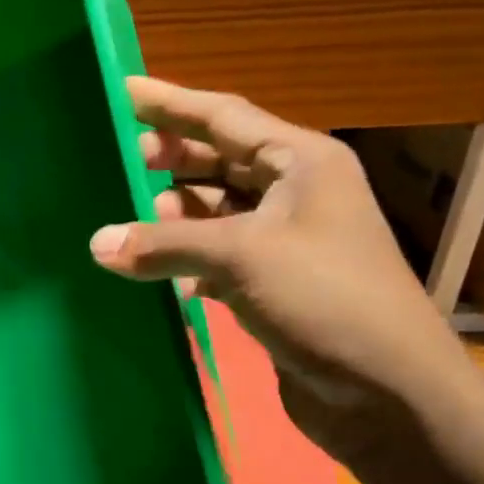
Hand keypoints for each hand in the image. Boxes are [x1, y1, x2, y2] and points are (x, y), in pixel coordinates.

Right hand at [88, 76, 474, 462]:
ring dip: (175, 218)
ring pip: (217, 214)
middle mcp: (296, 193)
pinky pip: (219, 259)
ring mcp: (286, 242)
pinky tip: (158, 275)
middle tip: (118, 161)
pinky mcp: (275, 287)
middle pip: (221, 163)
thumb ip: (166, 244)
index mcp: (302, 162)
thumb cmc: (324, 299)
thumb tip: (97, 243)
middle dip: (171, 161)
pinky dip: (188, 263)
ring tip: (128, 222)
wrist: (386, 392)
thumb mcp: (242, 257)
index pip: (225, 117)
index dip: (172, 103)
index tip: (123, 91)